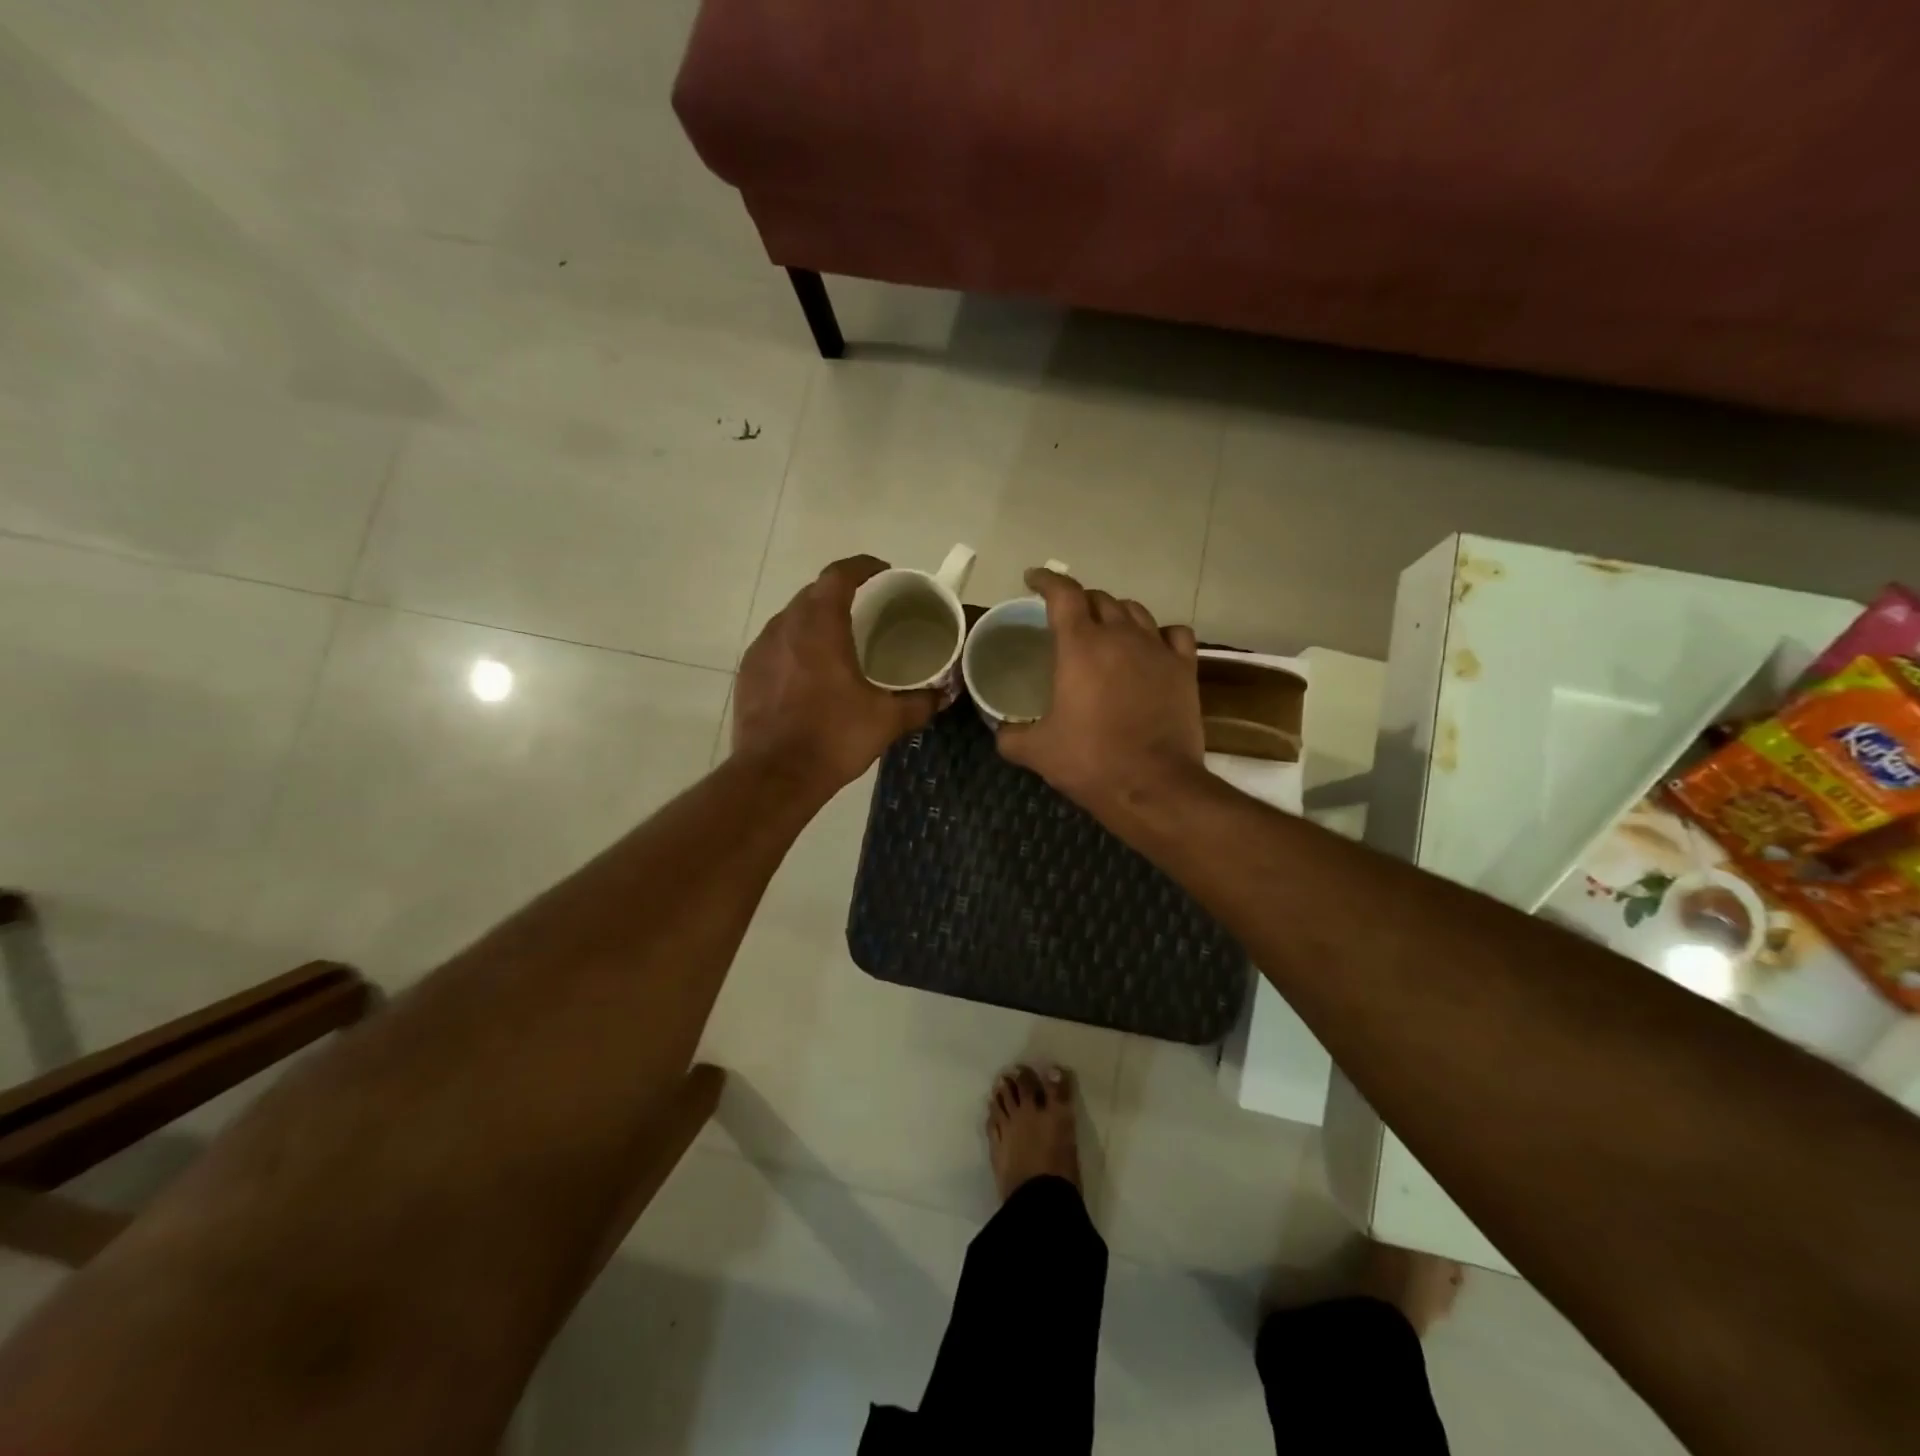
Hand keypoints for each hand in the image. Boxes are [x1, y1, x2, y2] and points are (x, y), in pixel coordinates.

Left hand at [733, 556, 940, 793]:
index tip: (883, 573)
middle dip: (841, 594)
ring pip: (792, 618)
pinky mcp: (748, 673)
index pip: (839, 575)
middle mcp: (786, 626)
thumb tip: (945, 694)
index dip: (862, 567)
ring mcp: (761, 648)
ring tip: (840, 642)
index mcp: (821, 625)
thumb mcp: (886, 721)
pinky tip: (810, 673)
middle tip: (868, 611)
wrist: (775, 776)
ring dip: (816, 620)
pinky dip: (796, 647)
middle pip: (814, 593)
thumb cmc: (833, 738)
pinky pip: (776, 645)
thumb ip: (920, 702)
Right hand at [996, 568, 1204, 815]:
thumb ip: (1010, 734)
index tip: (1033, 579)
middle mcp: (1120, 636)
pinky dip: (1159, 633)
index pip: (1063, 594)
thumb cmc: (1090, 761)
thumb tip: (1001, 729)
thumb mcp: (1037, 751)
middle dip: (1079, 601)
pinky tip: (1151, 646)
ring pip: (1136, 611)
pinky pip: (1174, 634)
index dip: (1046, 580)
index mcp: (1080, 646)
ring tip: (1106, 629)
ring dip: (1116, 613)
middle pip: (1099, 599)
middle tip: (1066, 617)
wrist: (1153, 786)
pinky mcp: (1184, 669)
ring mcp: (1157, 650)